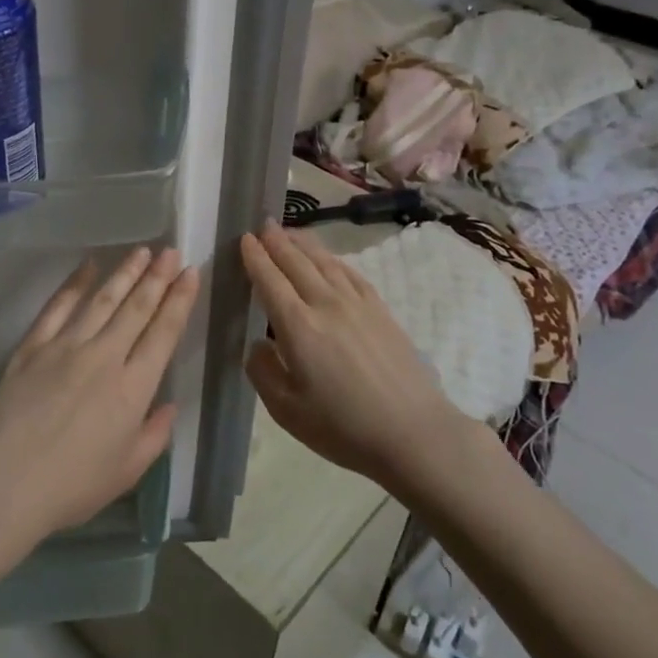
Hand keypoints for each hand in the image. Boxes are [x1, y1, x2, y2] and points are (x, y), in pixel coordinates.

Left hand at [0, 247, 198, 548]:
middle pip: (136, 308)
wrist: (4, 483)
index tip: (190, 274)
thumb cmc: (71, 486)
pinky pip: (58, 306)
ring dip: (124, 273)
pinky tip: (88, 266)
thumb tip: (168, 405)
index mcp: (133, 388)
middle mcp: (104, 356)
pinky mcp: (33, 345)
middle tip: (171, 251)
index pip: (163, 333)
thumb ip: (154, 435)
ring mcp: (66, 346)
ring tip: (142, 251)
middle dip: (157, 277)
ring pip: (102, 300)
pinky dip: (75, 283)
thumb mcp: (127, 472)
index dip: (179, 301)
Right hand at [240, 223, 472, 492]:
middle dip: (276, 241)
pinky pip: (350, 273)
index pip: (269, 280)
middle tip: (262, 224)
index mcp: (298, 326)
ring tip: (289, 232)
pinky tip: (328, 260)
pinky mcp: (381, 311)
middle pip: (296, 262)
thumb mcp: (286, 410)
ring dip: (303, 243)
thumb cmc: (344, 427)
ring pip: (324, 262)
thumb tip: (256, 344)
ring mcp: (357, 304)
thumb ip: (263, 371)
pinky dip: (333, 260)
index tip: (244, 239)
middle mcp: (326, 304)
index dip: (254, 258)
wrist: (414, 433)